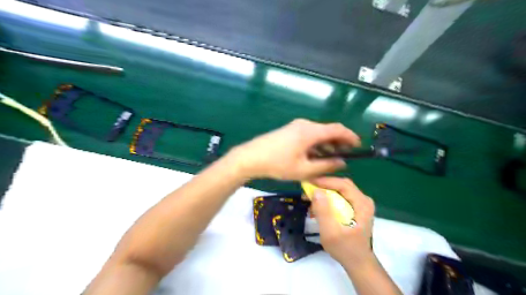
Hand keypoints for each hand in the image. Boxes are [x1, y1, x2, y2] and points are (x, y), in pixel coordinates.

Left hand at [231, 119, 359, 179]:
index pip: (338, 129)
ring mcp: (296, 126)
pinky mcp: (289, 130)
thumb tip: (342, 162)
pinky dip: (316, 144)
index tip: (358, 146)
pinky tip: (316, 156)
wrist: (250, 157)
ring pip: (318, 133)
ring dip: (327, 144)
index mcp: (310, 131)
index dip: (350, 137)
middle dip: (339, 142)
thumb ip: (326, 166)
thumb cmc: (278, 164)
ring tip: (332, 159)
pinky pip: (308, 135)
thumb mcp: (304, 169)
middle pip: (328, 130)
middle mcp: (305, 124)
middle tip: (346, 156)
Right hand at [309, 177, 375, 266]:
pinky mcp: (356, 208)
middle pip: (341, 185)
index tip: (308, 182)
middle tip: (307, 189)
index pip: (343, 185)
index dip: (325, 181)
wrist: (358, 262)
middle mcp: (363, 200)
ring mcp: (360, 203)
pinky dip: (328, 199)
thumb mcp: (330, 232)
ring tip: (310, 199)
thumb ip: (323, 212)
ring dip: (324, 192)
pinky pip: (340, 197)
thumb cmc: (345, 249)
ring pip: (340, 190)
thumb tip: (315, 192)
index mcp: (362, 204)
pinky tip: (318, 207)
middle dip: (323, 186)